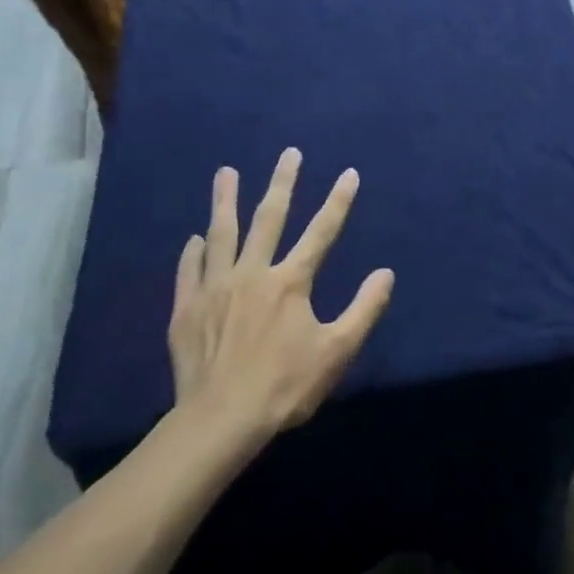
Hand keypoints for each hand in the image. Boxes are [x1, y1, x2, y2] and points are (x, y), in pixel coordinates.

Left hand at [167, 149, 393, 446]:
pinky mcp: (187, 309)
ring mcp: (215, 288)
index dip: (338, 201)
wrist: (220, 420)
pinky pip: (189, 270)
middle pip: (268, 218)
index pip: (321, 232)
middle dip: (283, 183)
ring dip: (225, 200)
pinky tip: (194, 239)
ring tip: (225, 172)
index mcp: (290, 282)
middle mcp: (252, 273)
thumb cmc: (285, 385)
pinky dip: (193, 252)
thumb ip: (364, 309)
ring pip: (221, 234)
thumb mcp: (337, 350)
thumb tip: (386, 274)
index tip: (349, 173)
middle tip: (289, 153)